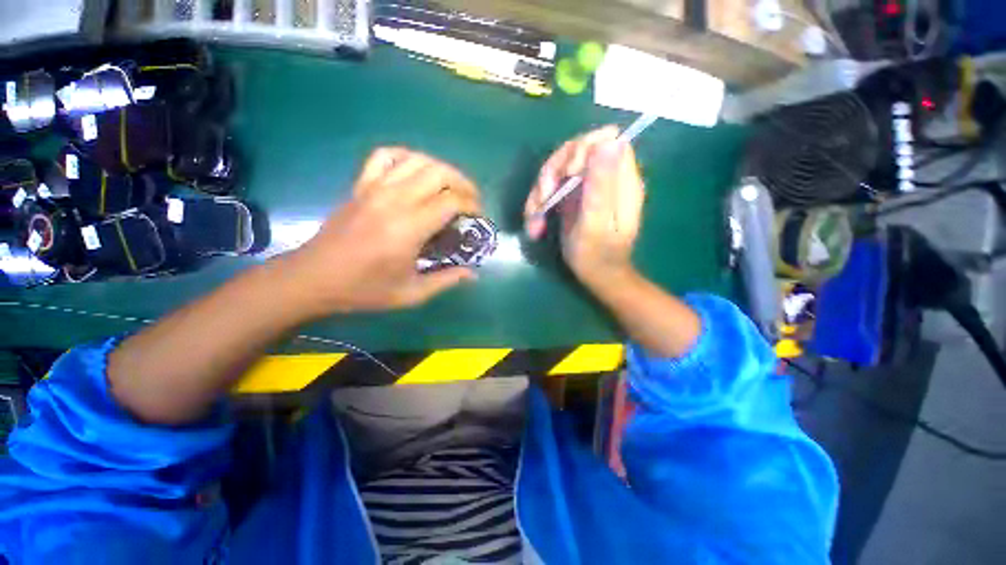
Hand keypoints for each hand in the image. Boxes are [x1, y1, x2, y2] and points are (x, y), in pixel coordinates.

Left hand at [285, 147, 480, 314]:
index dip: (471, 205)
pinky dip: (406, 157)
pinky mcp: (361, 185)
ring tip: (450, 186)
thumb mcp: (411, 293)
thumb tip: (472, 274)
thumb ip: (446, 280)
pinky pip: (385, 156)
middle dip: (463, 183)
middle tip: (471, 200)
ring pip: (417, 160)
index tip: (478, 217)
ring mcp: (375, 188)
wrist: (314, 278)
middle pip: (439, 172)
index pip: (451, 201)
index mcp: (408, 228)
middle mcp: (394, 200)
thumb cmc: (365, 289)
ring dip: (441, 169)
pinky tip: (415, 171)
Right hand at [524, 126, 644, 287]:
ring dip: (540, 192)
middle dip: (552, 173)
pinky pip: (552, 187)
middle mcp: (604, 177)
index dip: (580, 150)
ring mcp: (587, 186)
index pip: (604, 140)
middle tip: (543, 200)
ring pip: (558, 169)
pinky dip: (539, 203)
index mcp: (620, 180)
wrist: (597, 276)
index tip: (567, 175)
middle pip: (574, 151)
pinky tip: (536, 224)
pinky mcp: (574, 197)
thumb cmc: (598, 256)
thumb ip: (602, 185)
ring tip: (534, 219)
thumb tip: (610, 140)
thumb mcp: (596, 223)